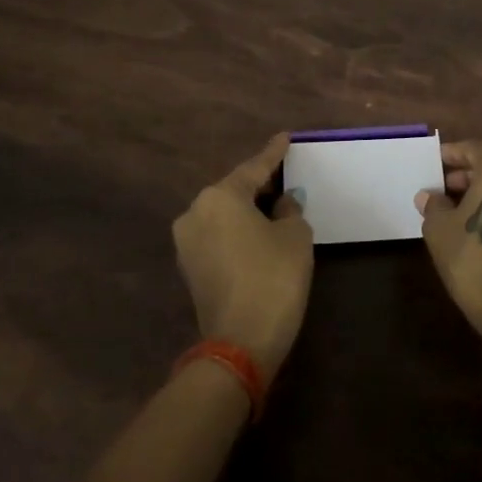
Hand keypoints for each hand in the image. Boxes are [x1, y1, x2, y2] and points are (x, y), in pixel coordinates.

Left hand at [172, 133, 313, 384]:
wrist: (240, 343)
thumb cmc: (273, 278)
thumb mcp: (295, 236)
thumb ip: (290, 210)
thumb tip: (281, 204)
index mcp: (219, 197)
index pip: (254, 168)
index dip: (274, 154)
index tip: (285, 137)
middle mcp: (195, 212)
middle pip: (234, 190)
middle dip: (259, 185)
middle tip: (285, 177)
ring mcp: (187, 243)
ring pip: (224, 214)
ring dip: (248, 210)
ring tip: (275, 207)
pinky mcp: (189, 268)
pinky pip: (218, 236)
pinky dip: (238, 231)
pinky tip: (259, 233)